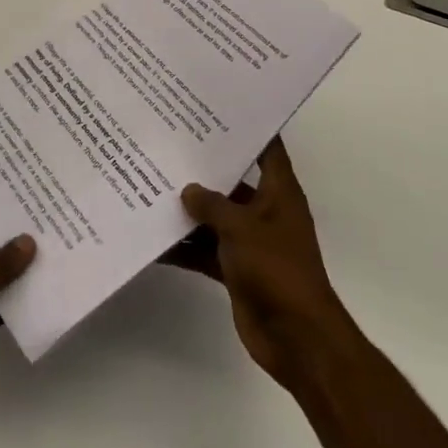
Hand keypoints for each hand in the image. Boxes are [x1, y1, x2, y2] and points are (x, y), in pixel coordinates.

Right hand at [165, 138, 352, 391]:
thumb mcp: (241, 228)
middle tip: (168, 146)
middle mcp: (265, 212)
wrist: (296, 338)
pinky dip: (185, 247)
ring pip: (215, 217)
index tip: (217, 108)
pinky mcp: (236, 270)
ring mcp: (250, 242)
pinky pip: (206, 250)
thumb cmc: (276, 270)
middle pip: (232, 182)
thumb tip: (188, 190)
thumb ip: (212, 205)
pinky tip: (154, 240)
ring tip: (150, 187)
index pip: (267, 149)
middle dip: (203, 170)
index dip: (248, 128)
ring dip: (189, 211)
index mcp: (279, 193)